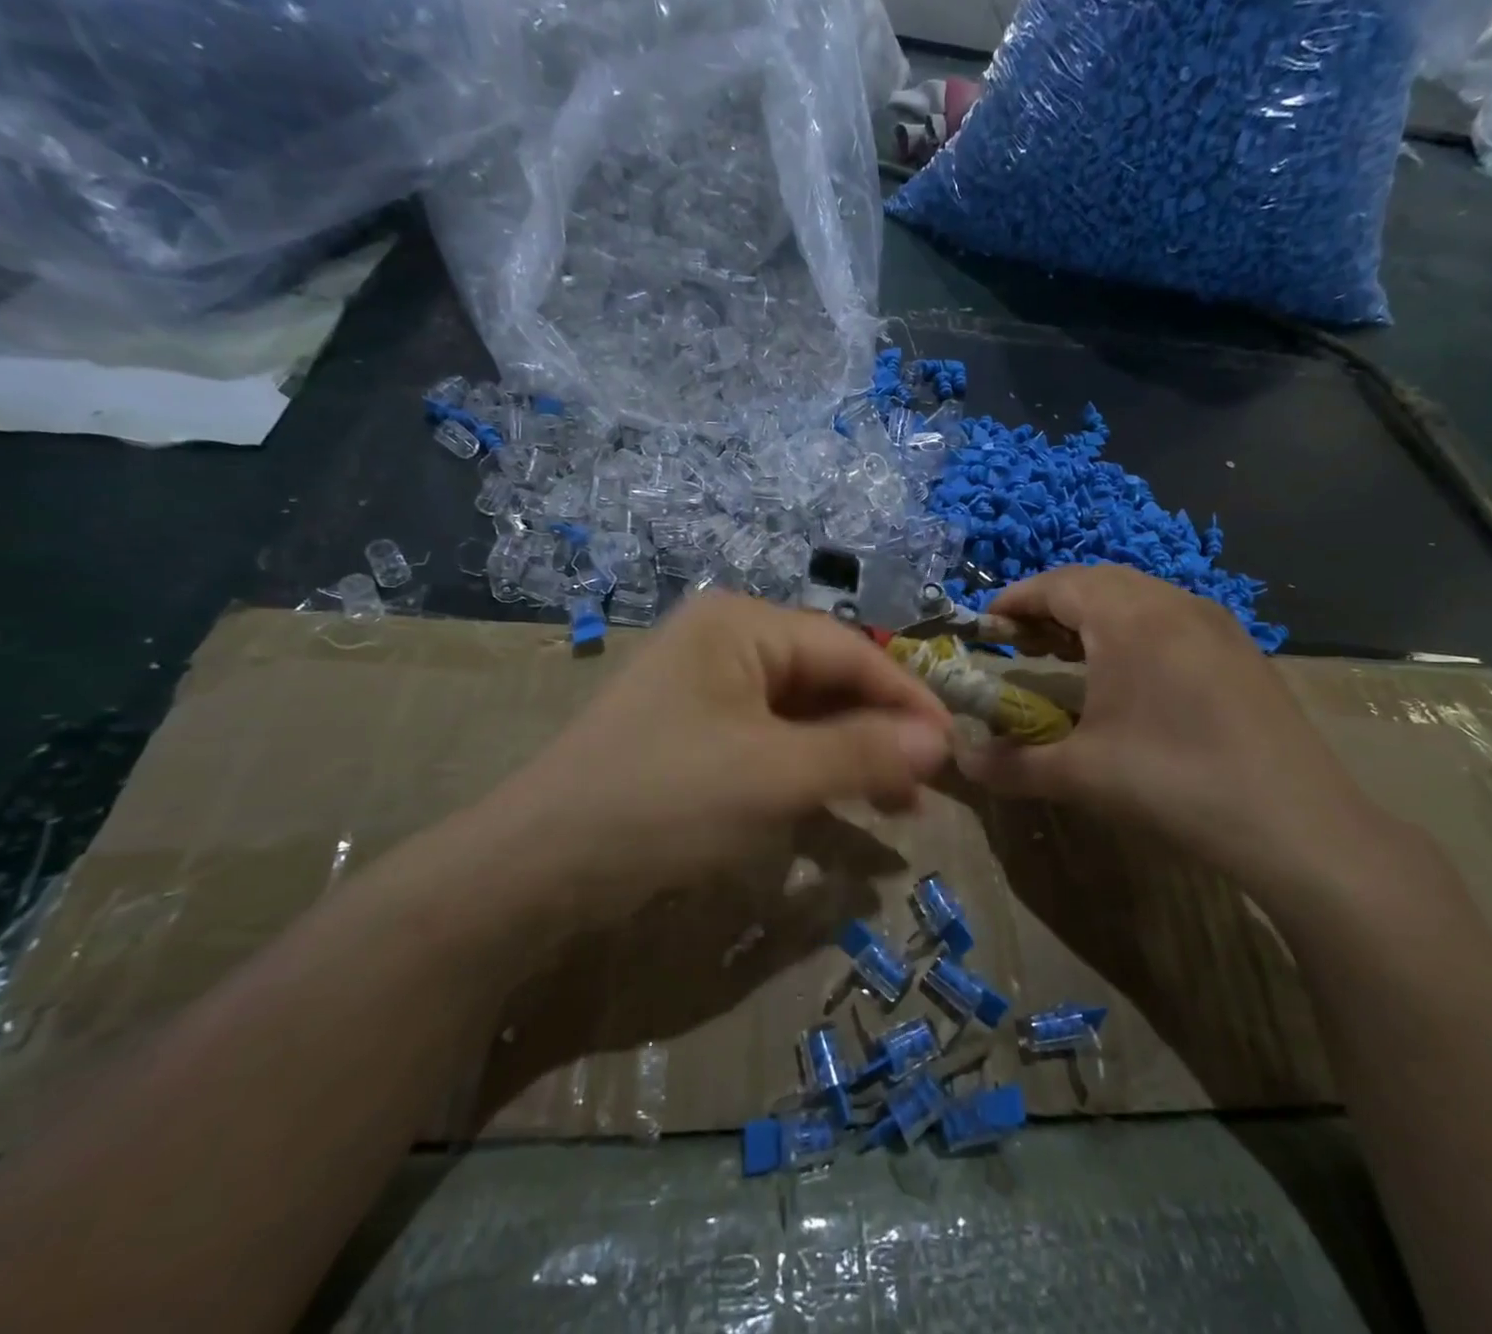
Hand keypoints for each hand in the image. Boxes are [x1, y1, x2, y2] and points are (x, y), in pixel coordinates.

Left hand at [461, 594, 953, 918]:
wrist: (538, 867)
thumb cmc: (665, 800)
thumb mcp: (776, 775)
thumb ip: (864, 753)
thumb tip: (941, 743)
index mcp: (742, 625)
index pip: (849, 650)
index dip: (907, 697)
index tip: (953, 746)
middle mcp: (726, 643)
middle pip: (826, 678)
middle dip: (879, 730)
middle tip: (925, 785)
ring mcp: (707, 689)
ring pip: (802, 713)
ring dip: (850, 754)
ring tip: (895, 804)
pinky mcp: (696, 734)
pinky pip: (772, 741)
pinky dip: (810, 770)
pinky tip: (839, 803)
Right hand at [955, 564, 1393, 909]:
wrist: (1298, 825)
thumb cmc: (1175, 783)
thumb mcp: (1080, 775)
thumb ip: (1010, 764)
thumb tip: (960, 761)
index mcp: (1129, 618)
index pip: (1057, 584)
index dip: (1014, 600)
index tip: (985, 625)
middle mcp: (1172, 603)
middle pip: (1096, 581)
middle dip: (1050, 604)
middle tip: (1020, 642)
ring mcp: (1213, 622)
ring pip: (1137, 595)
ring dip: (1092, 614)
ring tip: (1066, 653)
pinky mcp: (1239, 648)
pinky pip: (1169, 616)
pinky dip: (1131, 628)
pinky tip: (1127, 673)